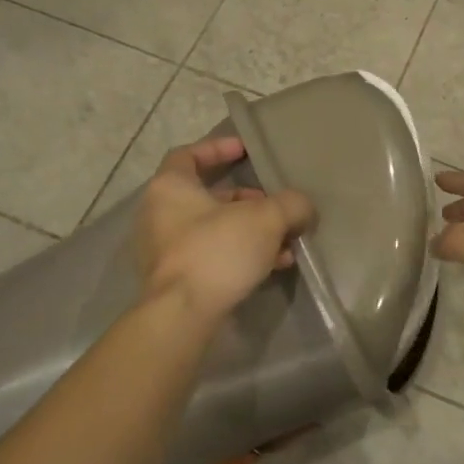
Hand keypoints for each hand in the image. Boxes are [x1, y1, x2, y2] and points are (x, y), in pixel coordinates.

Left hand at [138, 136, 314, 325]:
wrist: (184, 314)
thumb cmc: (217, 251)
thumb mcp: (266, 218)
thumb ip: (291, 205)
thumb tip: (303, 208)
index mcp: (170, 187)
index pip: (189, 154)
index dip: (218, 148)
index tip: (246, 151)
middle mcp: (160, 213)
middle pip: (208, 195)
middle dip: (247, 200)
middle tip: (275, 205)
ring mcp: (165, 249)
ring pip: (214, 229)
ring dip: (250, 231)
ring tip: (285, 242)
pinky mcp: (176, 278)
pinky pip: (212, 255)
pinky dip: (241, 255)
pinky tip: (274, 265)